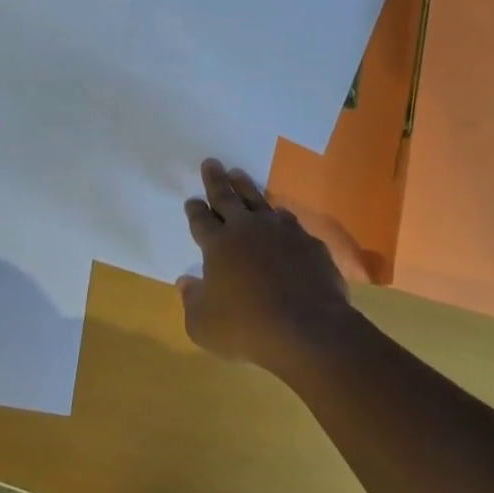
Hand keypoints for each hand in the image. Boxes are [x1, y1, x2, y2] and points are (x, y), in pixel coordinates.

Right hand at [178, 160, 357, 376]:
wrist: (308, 330)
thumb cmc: (247, 329)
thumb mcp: (203, 325)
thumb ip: (191, 301)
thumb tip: (185, 283)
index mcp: (218, 245)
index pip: (201, 220)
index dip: (194, 210)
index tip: (191, 200)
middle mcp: (247, 230)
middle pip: (227, 198)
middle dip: (216, 180)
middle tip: (211, 162)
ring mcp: (281, 233)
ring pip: (259, 201)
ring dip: (247, 188)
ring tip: (239, 175)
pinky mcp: (308, 243)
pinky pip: (290, 223)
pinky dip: (281, 217)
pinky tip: (281, 216)